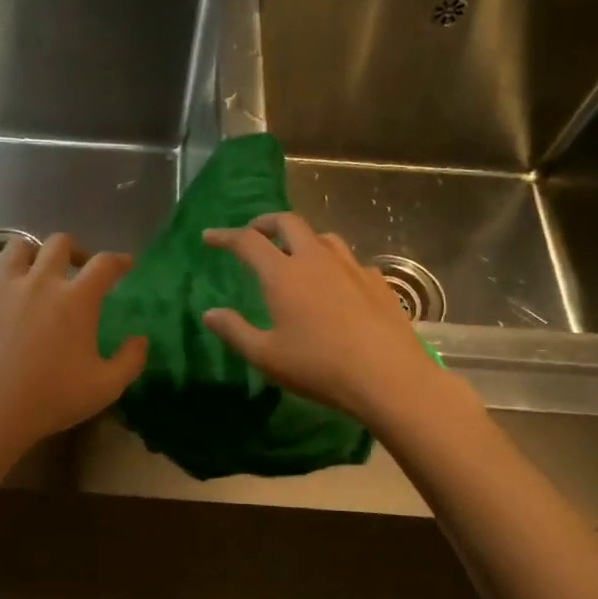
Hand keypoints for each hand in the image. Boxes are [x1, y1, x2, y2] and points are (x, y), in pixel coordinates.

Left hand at [0, 232, 147, 455]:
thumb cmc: (51, 398)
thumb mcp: (105, 387)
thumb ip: (130, 360)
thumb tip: (140, 339)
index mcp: (76, 299)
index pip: (104, 264)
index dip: (118, 261)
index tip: (124, 265)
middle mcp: (40, 281)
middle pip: (59, 243)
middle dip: (74, 250)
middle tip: (77, 267)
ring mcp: (3, 286)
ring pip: (18, 247)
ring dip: (32, 253)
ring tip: (35, 270)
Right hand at [201, 213, 459, 427]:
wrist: (388, 376)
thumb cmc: (318, 367)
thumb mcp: (266, 356)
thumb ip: (234, 331)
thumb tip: (209, 314)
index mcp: (283, 274)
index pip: (247, 241)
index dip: (224, 236)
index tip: (209, 237)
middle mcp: (316, 260)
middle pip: (288, 222)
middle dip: (266, 223)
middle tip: (254, 235)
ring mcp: (351, 267)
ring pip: (323, 237)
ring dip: (302, 238)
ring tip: (295, 254)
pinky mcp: (377, 282)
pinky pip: (350, 261)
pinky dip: (334, 263)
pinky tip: (336, 284)